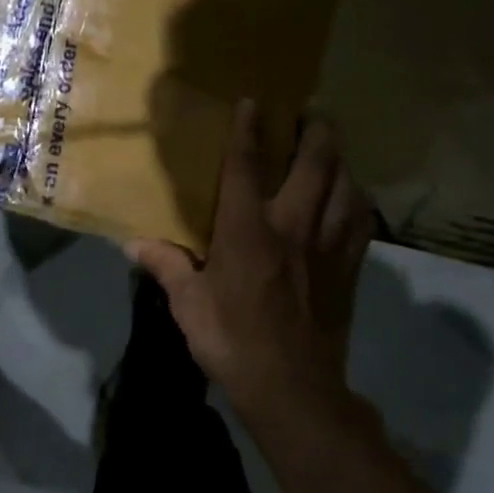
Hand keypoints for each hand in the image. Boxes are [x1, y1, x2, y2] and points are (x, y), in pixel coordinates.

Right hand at [125, 101, 372, 414]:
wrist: (294, 391)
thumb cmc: (233, 341)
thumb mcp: (189, 305)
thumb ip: (166, 266)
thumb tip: (132, 244)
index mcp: (247, 230)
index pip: (247, 165)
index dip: (249, 129)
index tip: (254, 100)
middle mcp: (292, 226)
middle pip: (315, 164)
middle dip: (316, 132)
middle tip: (312, 113)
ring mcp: (327, 246)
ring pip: (345, 187)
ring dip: (341, 161)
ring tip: (333, 148)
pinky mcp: (348, 269)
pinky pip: (361, 223)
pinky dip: (358, 201)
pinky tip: (352, 198)